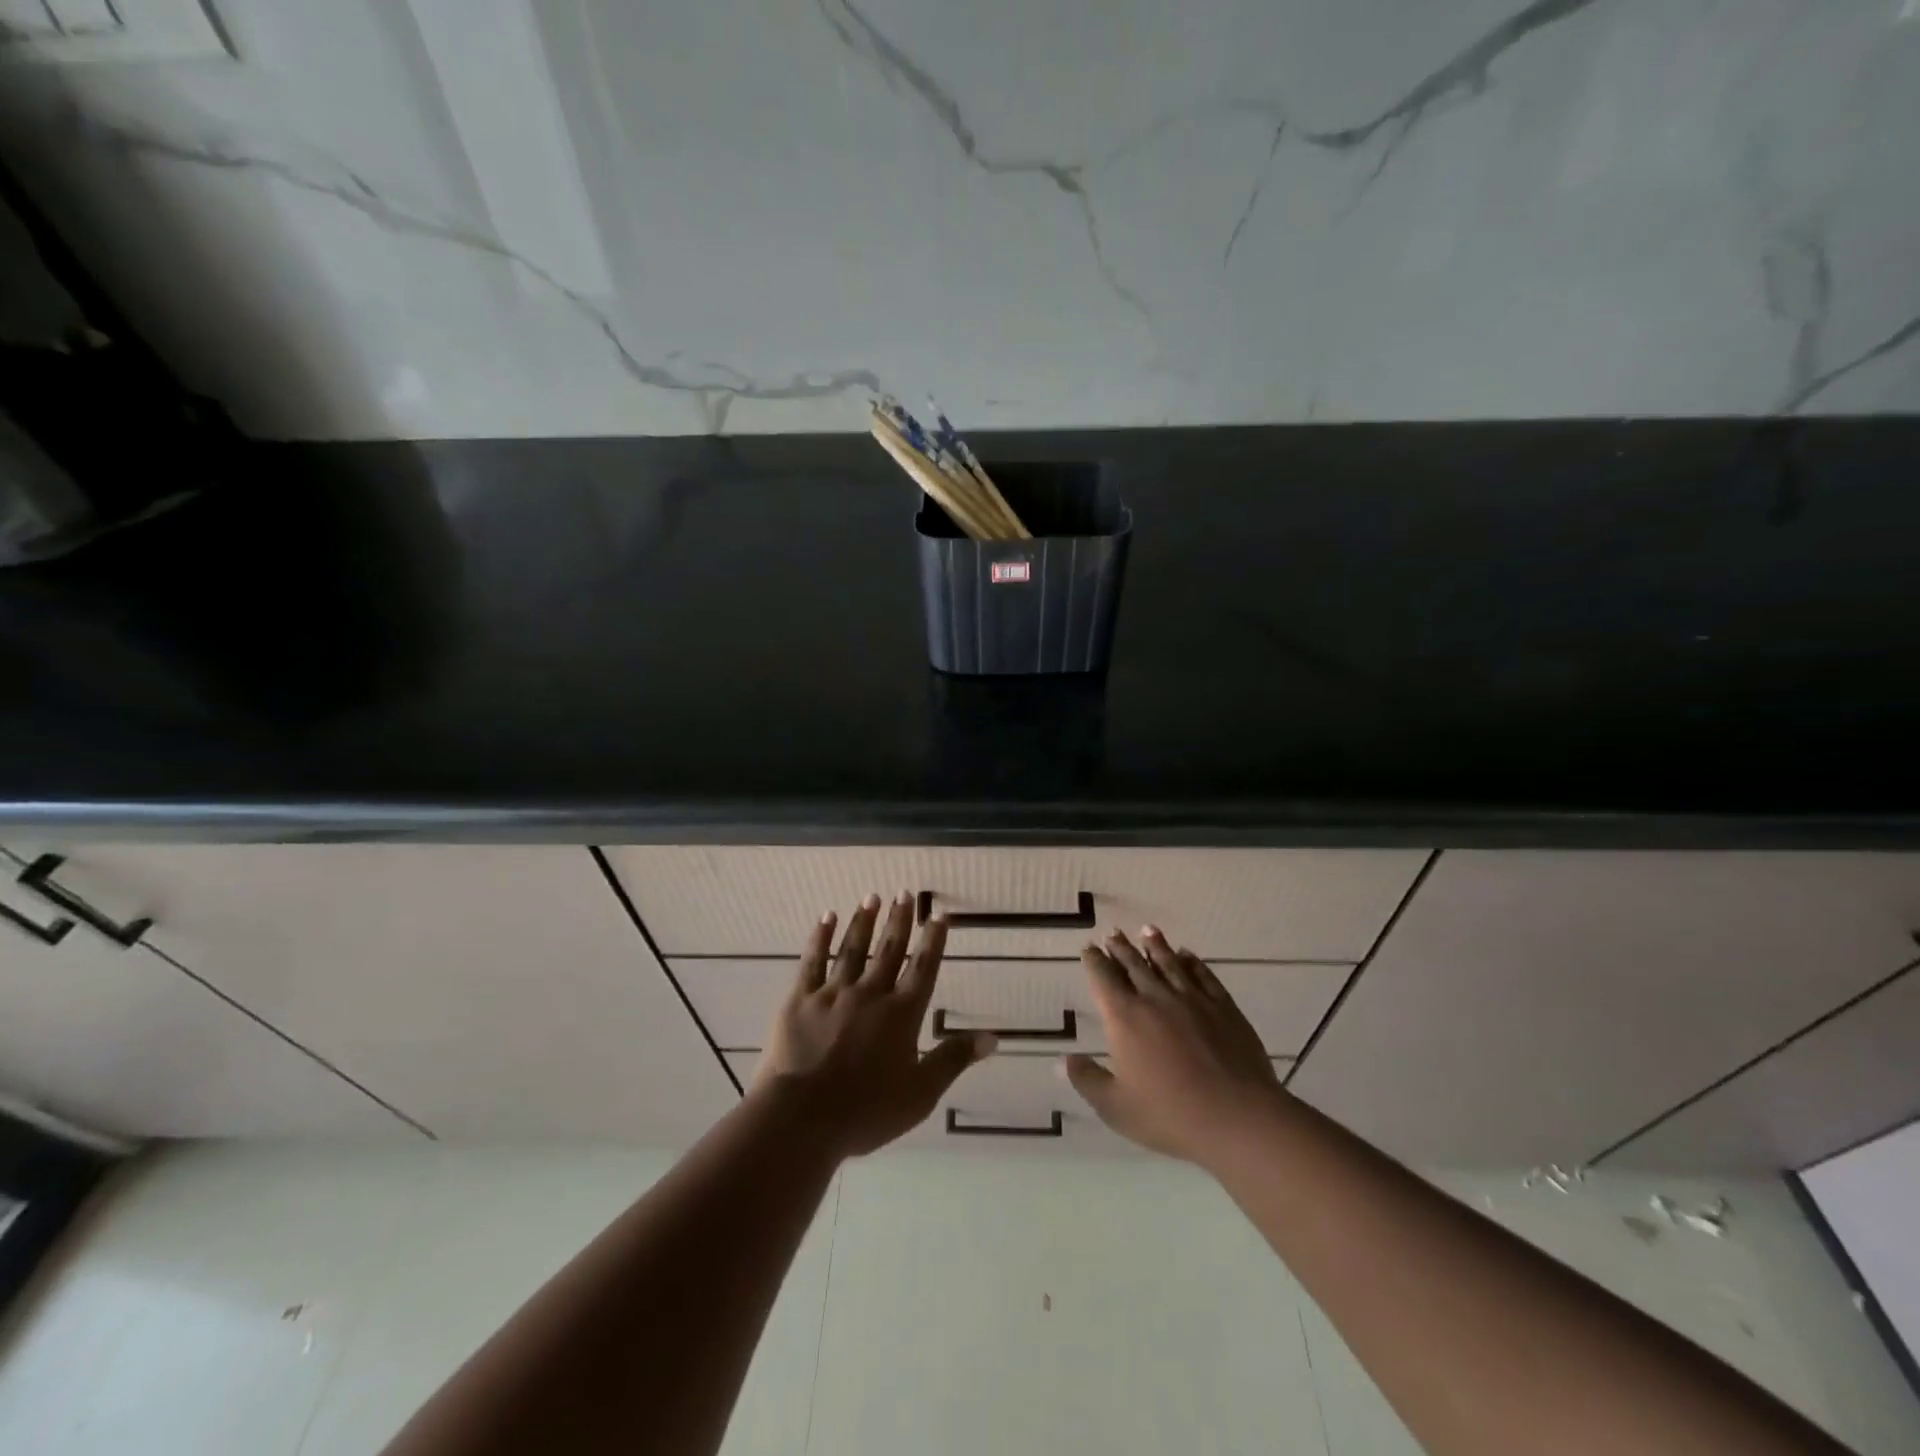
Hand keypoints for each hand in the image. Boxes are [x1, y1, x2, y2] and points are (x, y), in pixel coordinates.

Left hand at [754, 893, 995, 1158]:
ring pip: (852, 949)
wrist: (802, 1119)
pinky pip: (812, 961)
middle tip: (903, 893)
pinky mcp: (800, 1000)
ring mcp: (833, 993)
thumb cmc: (866, 1111)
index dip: (933, 941)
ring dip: (863, 921)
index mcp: (901, 1014)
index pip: (922, 969)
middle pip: (888, 950)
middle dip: (898, 921)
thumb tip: (993, 1037)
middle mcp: (870, 994)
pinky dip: (820, 937)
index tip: (938, 915)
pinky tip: (826, 917)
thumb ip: (954, 1059)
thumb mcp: (920, 1093)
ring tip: (871, 897)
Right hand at [1064, 928, 1281, 1166]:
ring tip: (1147, 930)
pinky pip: (1203, 976)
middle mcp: (1155, 998)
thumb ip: (1087, 1080)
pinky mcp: (1223, 1007)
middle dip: (1121, 948)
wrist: (1237, 1117)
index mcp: (1125, 1018)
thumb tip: (1063, 1059)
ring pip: (1168, 963)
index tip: (1089, 948)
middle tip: (1113, 933)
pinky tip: (1188, 956)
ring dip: (1155, 945)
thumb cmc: (1169, 1115)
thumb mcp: (1116, 1107)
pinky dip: (1192, 963)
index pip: (1104, 979)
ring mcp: (1192, 999)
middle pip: (1134, 965)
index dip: (1094, 961)